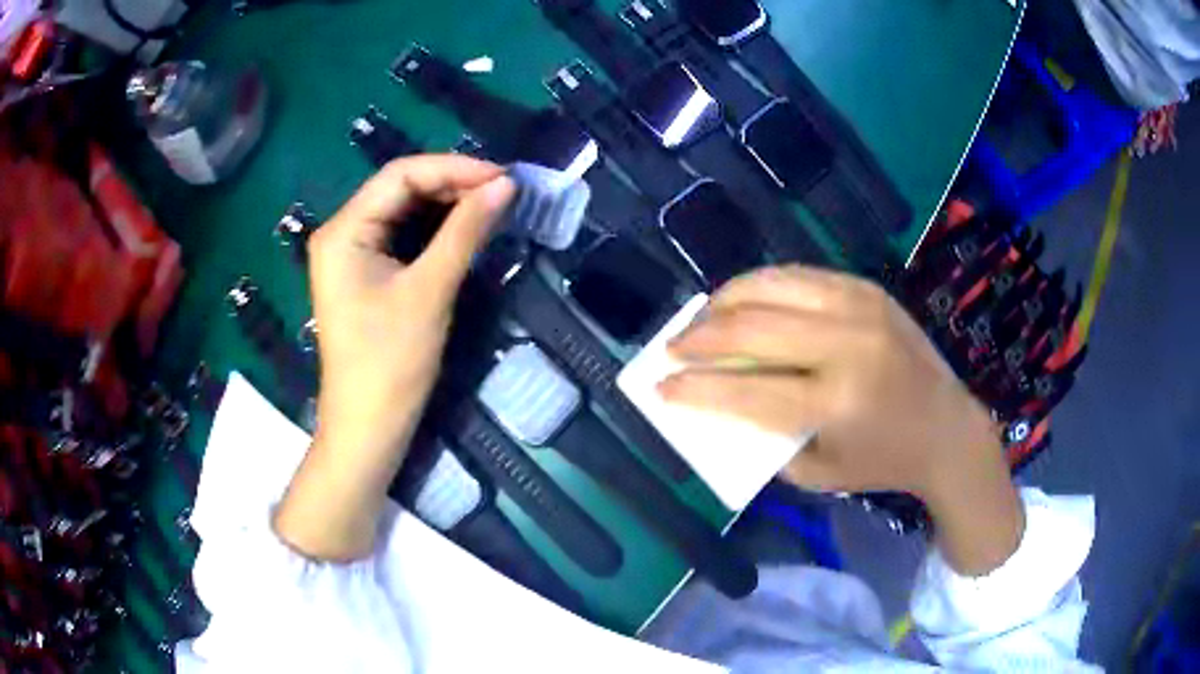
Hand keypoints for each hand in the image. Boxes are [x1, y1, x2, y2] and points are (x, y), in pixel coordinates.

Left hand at [274, 155, 515, 560]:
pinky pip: (402, 236)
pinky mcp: (364, 274)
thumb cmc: (391, 363)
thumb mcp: (430, 291)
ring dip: (447, 205)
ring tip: (493, 204)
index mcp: (343, 231)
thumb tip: (505, 184)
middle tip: (503, 192)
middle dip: (452, 184)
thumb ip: (465, 231)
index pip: (400, 176)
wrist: (368, 427)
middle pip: (400, 189)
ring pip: (403, 211)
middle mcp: (341, 233)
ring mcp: (351, 254)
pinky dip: (435, 229)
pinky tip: (466, 228)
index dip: (454, 168)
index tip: (503, 177)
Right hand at [660, 266, 1022, 574]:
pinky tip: (744, 300)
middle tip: (672, 347)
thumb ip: (765, 438)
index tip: (660, 386)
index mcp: (836, 403)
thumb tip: (719, 400)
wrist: (947, 428)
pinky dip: (762, 285)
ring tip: (702, 318)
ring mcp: (860, 307)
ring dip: (724, 300)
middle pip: (752, 328)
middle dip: (699, 337)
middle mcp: (847, 345)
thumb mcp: (817, 472)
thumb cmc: (882, 462)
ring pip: (771, 286)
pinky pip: (799, 275)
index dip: (694, 389)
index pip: (745, 390)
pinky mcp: (866, 289)